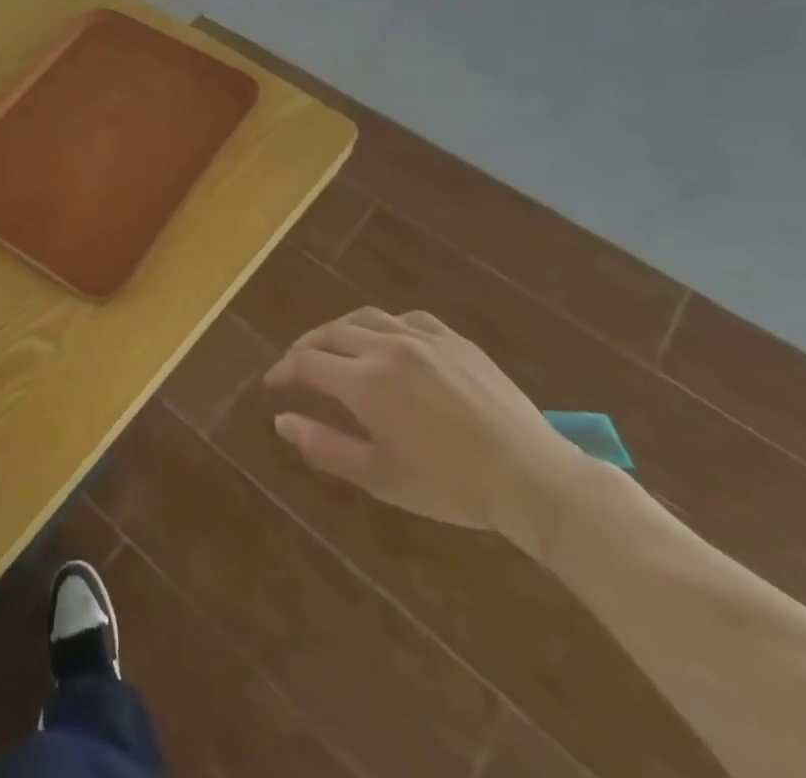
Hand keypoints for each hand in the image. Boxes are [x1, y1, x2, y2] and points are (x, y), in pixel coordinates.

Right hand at [263, 307, 594, 555]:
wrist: (533, 479)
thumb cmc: (452, 486)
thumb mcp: (380, 477)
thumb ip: (324, 447)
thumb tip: (280, 421)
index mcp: (365, 382)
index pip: (307, 363)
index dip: (283, 372)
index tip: (272, 384)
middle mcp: (387, 348)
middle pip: (330, 334)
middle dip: (306, 348)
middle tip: (296, 365)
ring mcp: (423, 338)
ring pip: (365, 318)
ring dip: (339, 330)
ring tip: (333, 346)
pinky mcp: (454, 339)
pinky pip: (406, 318)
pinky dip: (383, 324)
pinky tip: (386, 339)